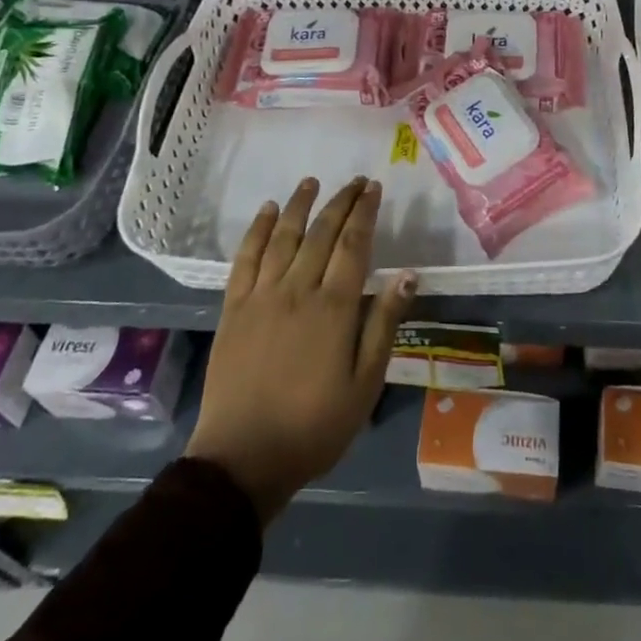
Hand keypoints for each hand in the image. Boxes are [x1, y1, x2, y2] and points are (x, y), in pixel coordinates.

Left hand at [184, 177, 415, 525]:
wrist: (242, 460)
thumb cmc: (314, 426)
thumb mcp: (364, 385)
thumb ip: (384, 325)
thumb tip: (407, 274)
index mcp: (333, 307)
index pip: (353, 244)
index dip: (365, 212)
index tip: (373, 188)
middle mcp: (298, 289)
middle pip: (321, 232)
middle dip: (341, 201)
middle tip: (355, 181)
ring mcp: (261, 296)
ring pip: (283, 236)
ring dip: (299, 205)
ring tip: (311, 182)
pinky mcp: (234, 308)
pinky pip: (246, 258)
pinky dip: (257, 230)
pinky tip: (267, 211)